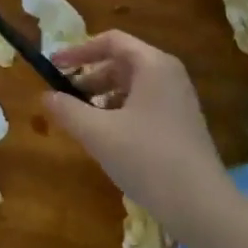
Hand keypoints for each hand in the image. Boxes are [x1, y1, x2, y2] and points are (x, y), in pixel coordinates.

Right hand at [43, 32, 220, 220]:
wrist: (201, 206)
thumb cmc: (147, 158)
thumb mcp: (98, 133)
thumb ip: (67, 110)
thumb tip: (46, 96)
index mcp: (153, 65)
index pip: (111, 41)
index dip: (78, 50)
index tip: (53, 65)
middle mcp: (169, 75)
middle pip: (121, 63)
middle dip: (88, 77)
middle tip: (63, 96)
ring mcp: (178, 101)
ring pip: (131, 86)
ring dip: (101, 97)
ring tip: (80, 119)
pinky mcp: (180, 124)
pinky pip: (143, 105)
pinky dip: (119, 112)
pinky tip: (105, 137)